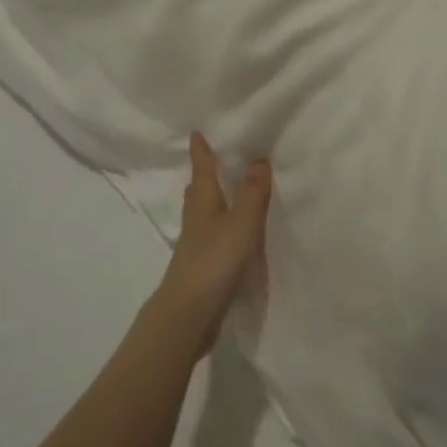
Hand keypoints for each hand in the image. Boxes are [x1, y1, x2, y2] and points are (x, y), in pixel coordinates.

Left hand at [150, 132, 271, 356]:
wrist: (189, 313)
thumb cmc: (215, 261)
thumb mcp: (241, 224)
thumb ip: (252, 194)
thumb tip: (258, 159)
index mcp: (204, 204)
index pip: (202, 170)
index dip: (201, 152)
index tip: (196, 133)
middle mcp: (196, 220)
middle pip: (198, 191)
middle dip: (203, 175)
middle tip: (211, 160)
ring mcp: (195, 245)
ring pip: (202, 214)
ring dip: (210, 201)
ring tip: (221, 193)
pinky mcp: (200, 267)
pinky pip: (210, 236)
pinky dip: (217, 227)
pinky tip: (226, 235)